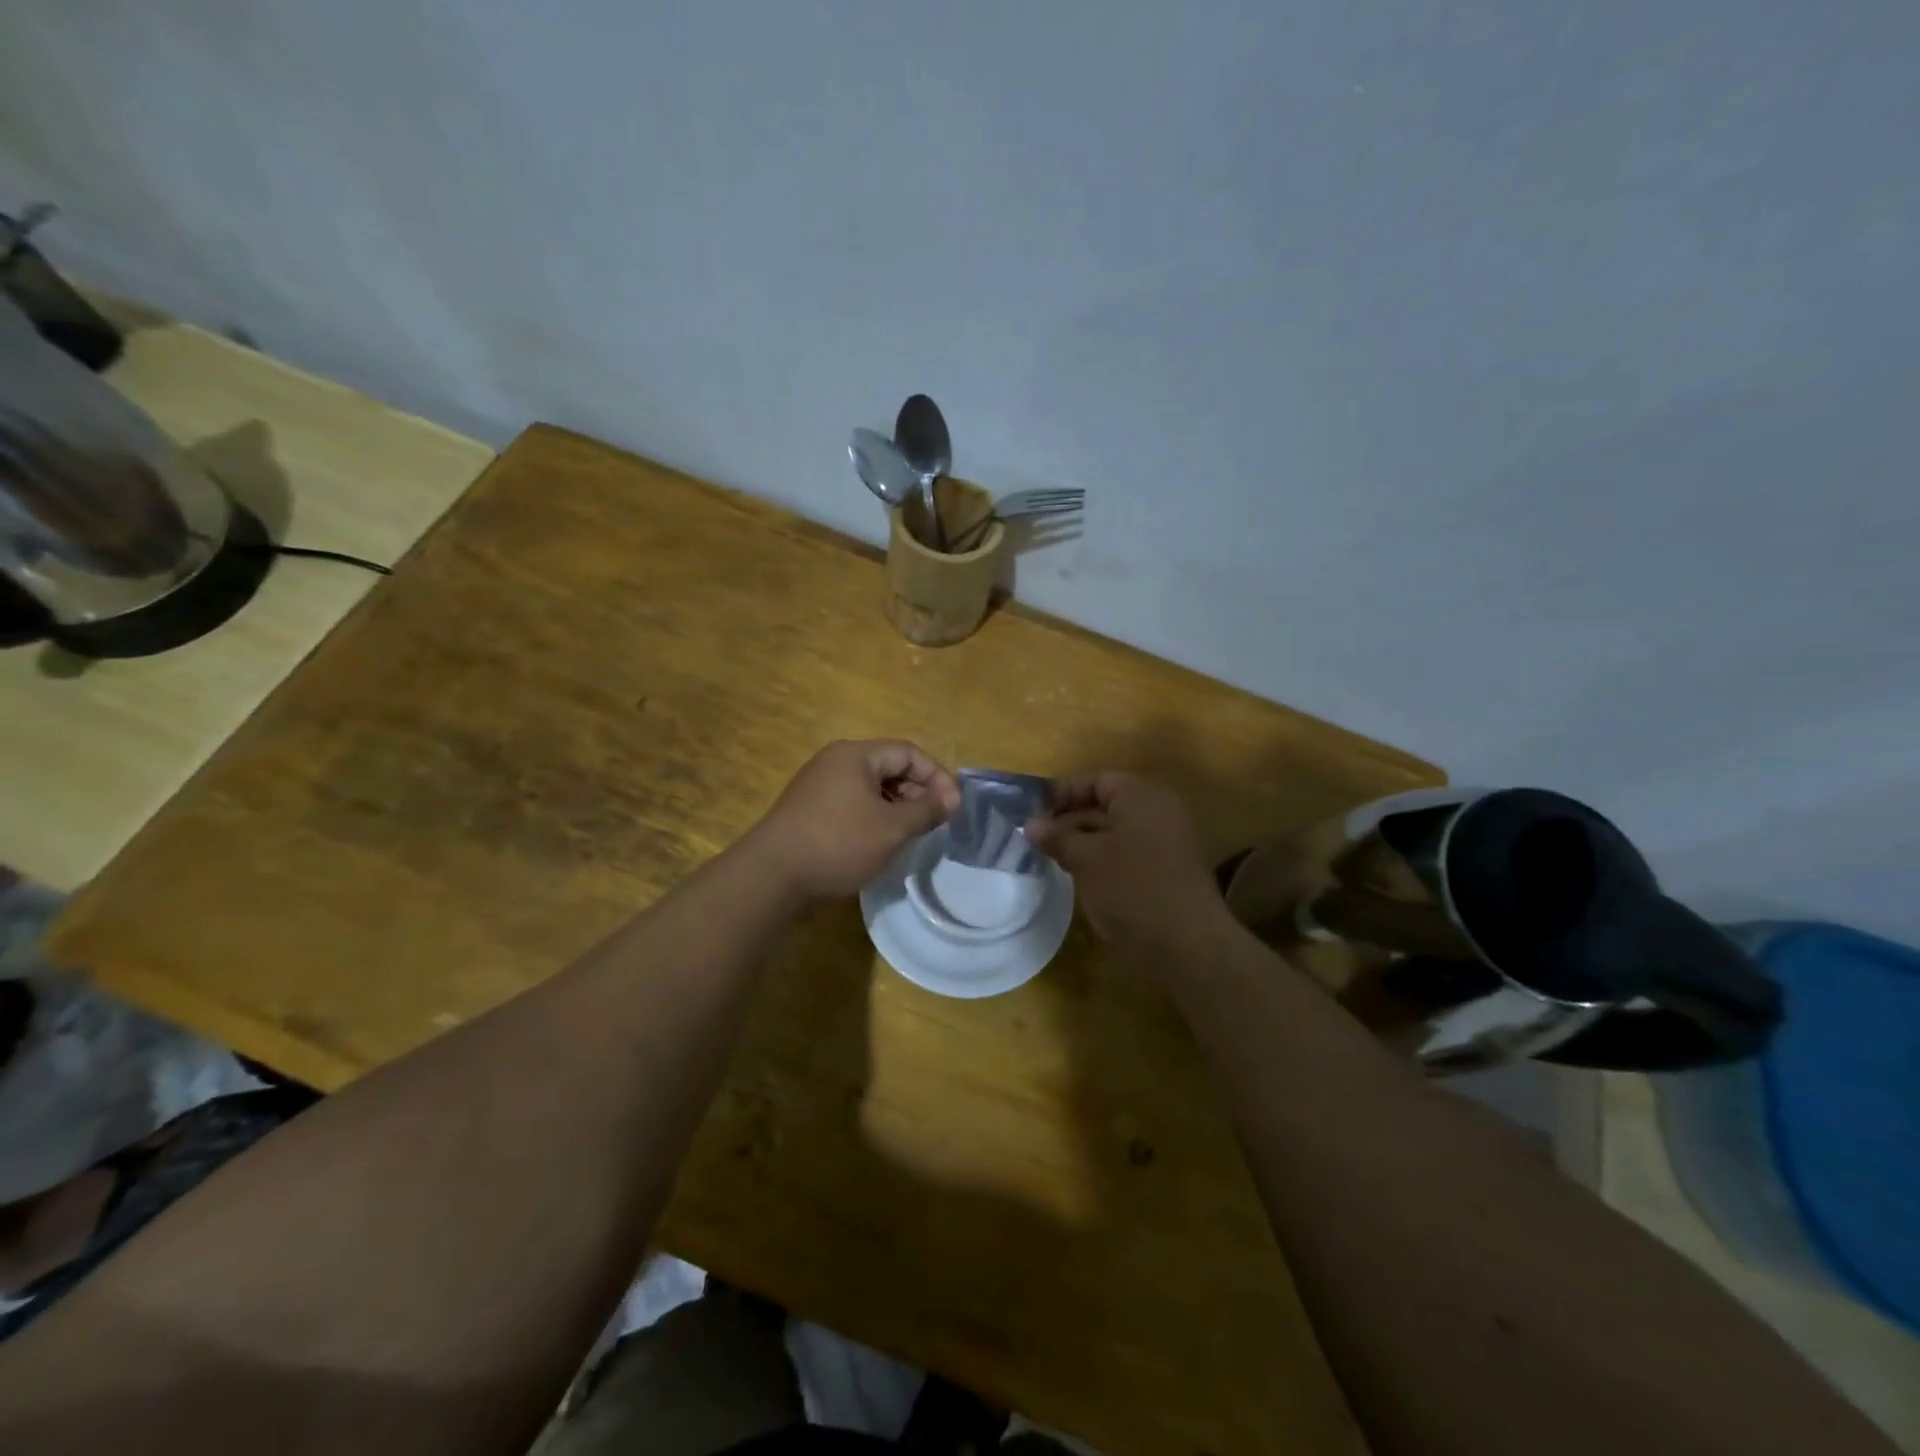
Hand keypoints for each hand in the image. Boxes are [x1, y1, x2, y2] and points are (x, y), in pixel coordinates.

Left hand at [745, 741, 959, 904]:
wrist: (772, 879)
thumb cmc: (838, 844)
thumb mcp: (892, 828)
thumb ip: (926, 810)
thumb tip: (951, 799)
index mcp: (855, 755)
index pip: (908, 753)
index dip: (937, 777)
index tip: (953, 808)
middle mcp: (835, 763)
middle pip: (889, 768)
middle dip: (917, 793)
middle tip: (935, 823)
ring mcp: (819, 787)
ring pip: (871, 789)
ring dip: (897, 808)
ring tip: (912, 836)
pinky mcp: (810, 812)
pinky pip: (853, 806)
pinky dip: (874, 819)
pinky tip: (881, 844)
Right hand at [1028, 772, 1231, 959]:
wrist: (1187, 946)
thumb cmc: (1132, 889)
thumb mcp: (1086, 859)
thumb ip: (1057, 837)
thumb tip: (1030, 824)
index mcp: (1142, 797)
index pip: (1097, 781)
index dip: (1064, 792)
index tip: (1033, 811)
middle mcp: (1159, 813)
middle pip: (1107, 805)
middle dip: (1070, 819)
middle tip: (1037, 837)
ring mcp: (1167, 844)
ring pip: (1116, 832)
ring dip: (1084, 842)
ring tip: (1052, 858)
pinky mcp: (1167, 872)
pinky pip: (1129, 854)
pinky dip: (1103, 860)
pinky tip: (1080, 878)